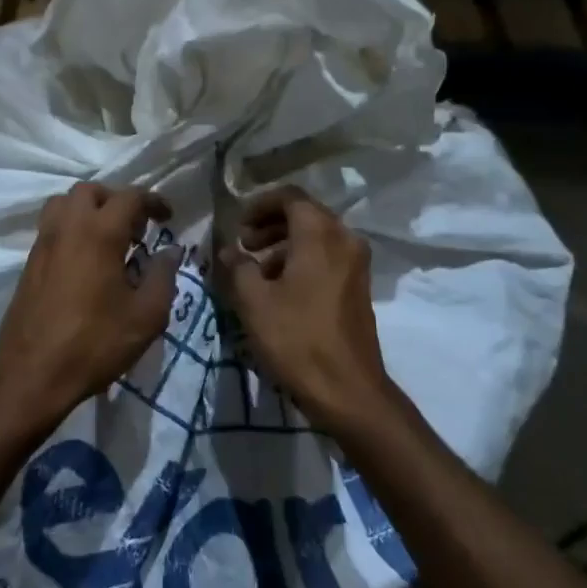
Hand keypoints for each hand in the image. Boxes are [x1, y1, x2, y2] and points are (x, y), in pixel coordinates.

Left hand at [0, 183, 181, 429]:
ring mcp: (43, 244)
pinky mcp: (29, 263)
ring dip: (88, 209)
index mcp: (99, 232)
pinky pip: (51, 226)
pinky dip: (71, 227)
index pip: (129, 197)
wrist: (30, 375)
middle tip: (135, 228)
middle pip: (91, 191)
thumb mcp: (145, 316)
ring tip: (107, 238)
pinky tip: (86, 260)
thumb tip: (171, 252)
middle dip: (116, 200)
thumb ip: (163, 277)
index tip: (167, 217)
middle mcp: (67, 227)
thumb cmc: (94, 344)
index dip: (153, 201)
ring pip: (64, 203)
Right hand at [221, 187, 390, 434]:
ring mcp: (356, 263)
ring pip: (316, 237)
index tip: (237, 227)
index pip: (289, 197)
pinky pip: (327, 257)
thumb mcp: (254, 302)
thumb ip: (238, 267)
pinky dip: (302, 260)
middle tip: (244, 245)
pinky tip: (279, 289)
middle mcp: (344, 238)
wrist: (348, 390)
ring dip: (284, 244)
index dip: (259, 205)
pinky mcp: (358, 286)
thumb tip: (228, 250)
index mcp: (320, 233)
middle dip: (270, 225)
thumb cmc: (297, 339)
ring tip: (256, 271)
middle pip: (304, 214)